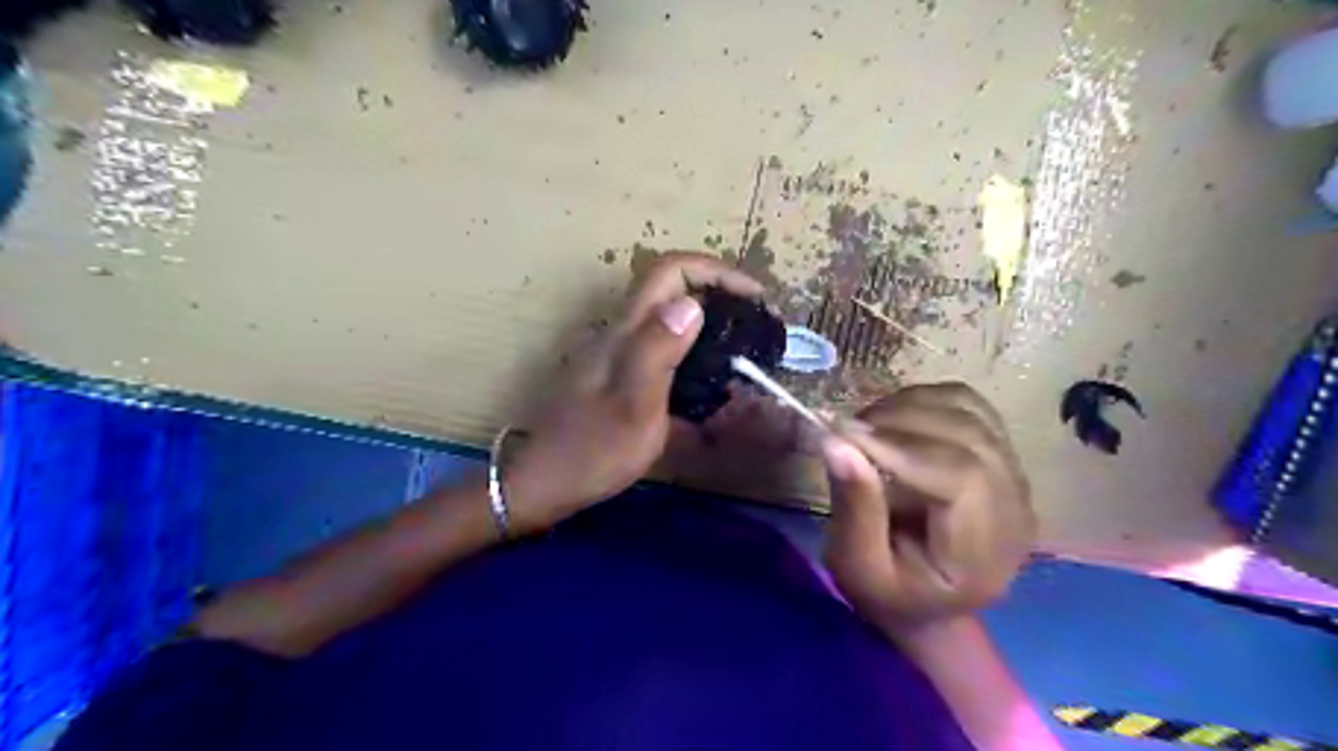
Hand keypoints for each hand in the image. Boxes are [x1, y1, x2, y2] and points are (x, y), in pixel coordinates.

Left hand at [506, 252, 761, 532]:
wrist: (547, 482)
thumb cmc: (594, 451)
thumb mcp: (634, 406)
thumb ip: (658, 352)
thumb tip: (692, 304)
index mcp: (627, 332)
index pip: (670, 271)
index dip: (716, 270)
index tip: (755, 297)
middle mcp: (623, 332)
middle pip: (673, 286)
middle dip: (719, 290)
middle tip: (757, 321)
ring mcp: (621, 352)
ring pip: (670, 315)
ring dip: (711, 318)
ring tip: (745, 347)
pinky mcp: (623, 373)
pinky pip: (666, 345)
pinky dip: (697, 349)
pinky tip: (714, 379)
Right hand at [821, 383, 1037, 630]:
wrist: (926, 602)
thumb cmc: (888, 594)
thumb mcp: (858, 567)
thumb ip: (854, 508)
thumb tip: (836, 442)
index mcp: (985, 553)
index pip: (962, 477)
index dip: (901, 447)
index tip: (844, 434)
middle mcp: (1014, 509)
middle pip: (968, 436)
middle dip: (899, 421)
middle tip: (846, 430)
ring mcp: (1014, 476)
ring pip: (968, 411)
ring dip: (907, 407)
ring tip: (865, 429)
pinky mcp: (1000, 453)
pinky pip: (968, 404)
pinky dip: (924, 400)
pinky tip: (892, 421)